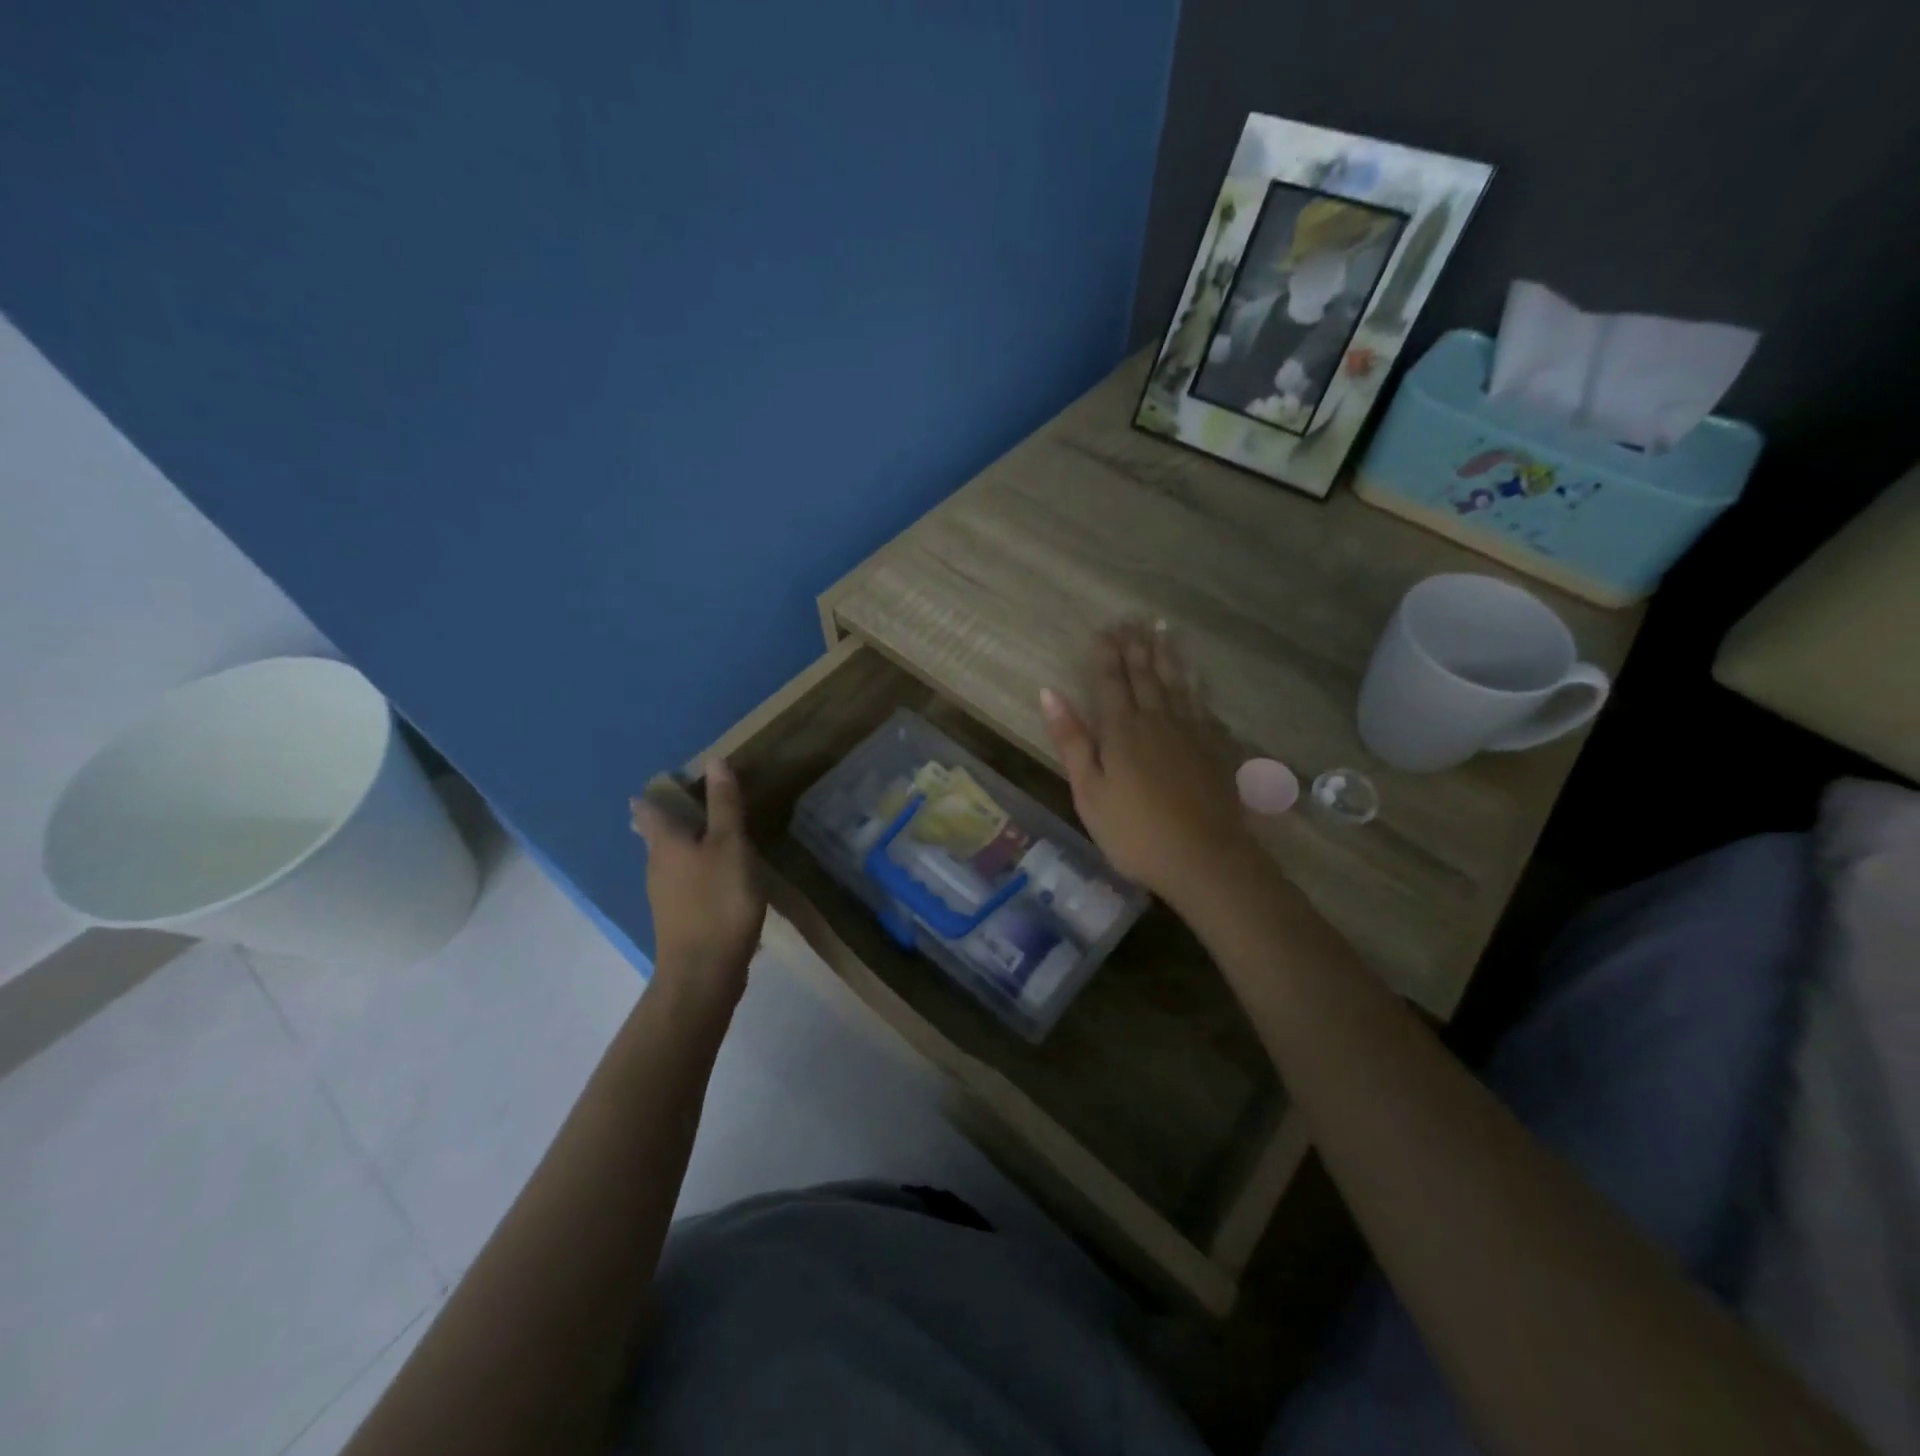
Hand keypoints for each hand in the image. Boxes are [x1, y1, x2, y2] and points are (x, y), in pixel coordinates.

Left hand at [629, 758, 765, 1008]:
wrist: (704, 971)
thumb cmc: (718, 900)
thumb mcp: (730, 846)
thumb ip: (724, 806)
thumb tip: (714, 762)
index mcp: (666, 844)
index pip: (650, 810)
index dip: (652, 796)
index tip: (659, 784)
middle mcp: (657, 867)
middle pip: (655, 837)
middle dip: (664, 821)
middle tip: (681, 805)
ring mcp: (665, 897)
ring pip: (668, 861)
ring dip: (682, 847)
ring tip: (704, 836)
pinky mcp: (679, 920)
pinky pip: (683, 884)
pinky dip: (695, 872)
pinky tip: (714, 878)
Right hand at [1041, 623, 1263, 909]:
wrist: (1205, 858)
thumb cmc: (1134, 831)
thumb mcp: (1088, 791)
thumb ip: (1071, 740)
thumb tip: (1049, 692)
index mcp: (1121, 730)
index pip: (1111, 681)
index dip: (1106, 654)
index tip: (1104, 630)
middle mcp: (1157, 720)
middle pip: (1145, 675)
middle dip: (1136, 646)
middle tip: (1133, 620)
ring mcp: (1190, 732)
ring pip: (1176, 683)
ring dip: (1167, 656)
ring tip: (1163, 630)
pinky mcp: (1214, 748)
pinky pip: (1203, 705)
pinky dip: (1196, 686)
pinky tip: (1196, 678)